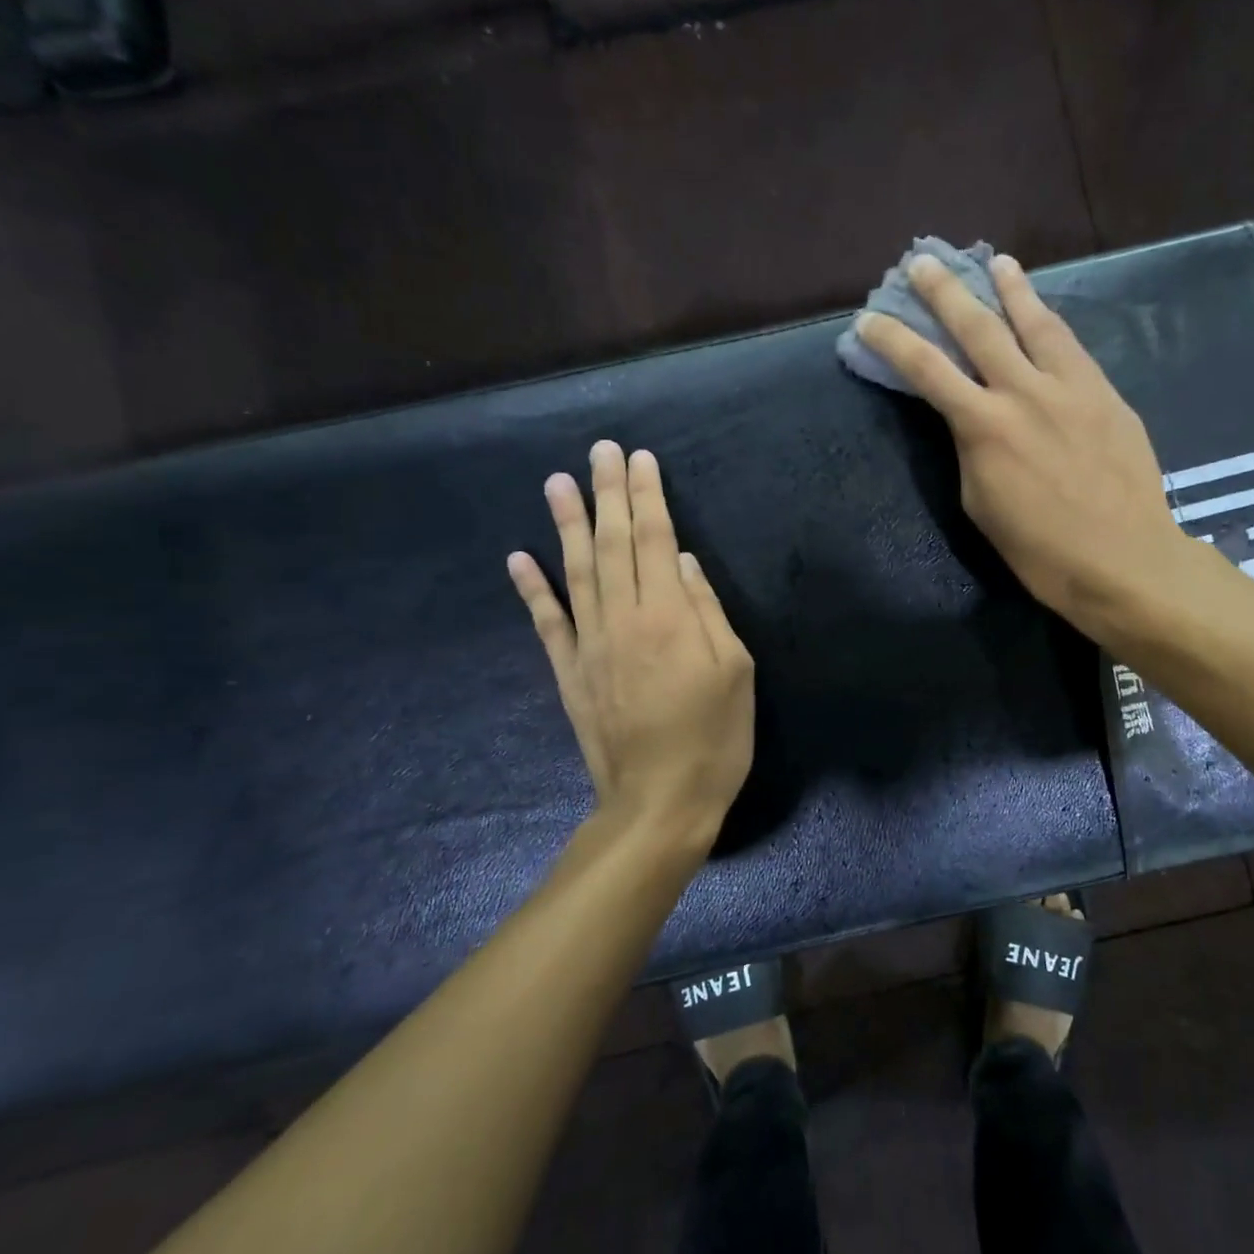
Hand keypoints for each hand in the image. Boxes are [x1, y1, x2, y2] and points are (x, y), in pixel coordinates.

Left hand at [507, 442, 754, 857]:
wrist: (659, 804)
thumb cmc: (714, 738)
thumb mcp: (735, 671)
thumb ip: (707, 610)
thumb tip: (682, 561)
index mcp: (669, 617)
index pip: (653, 539)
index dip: (647, 496)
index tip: (640, 458)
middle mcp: (622, 620)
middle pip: (612, 544)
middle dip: (608, 493)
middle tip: (600, 449)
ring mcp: (589, 646)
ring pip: (575, 572)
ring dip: (566, 524)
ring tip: (556, 482)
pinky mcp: (570, 674)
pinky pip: (547, 623)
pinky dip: (531, 589)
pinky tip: (518, 557)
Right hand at [858, 254, 1210, 646]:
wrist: (1122, 559)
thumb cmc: (1039, 550)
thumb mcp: (981, 503)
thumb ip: (971, 449)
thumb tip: (972, 420)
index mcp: (984, 426)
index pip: (926, 369)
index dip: (893, 340)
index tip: (869, 318)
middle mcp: (1024, 391)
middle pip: (978, 327)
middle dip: (945, 292)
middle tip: (924, 262)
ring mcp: (1071, 386)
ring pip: (1036, 322)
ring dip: (1011, 289)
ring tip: (997, 262)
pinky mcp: (1106, 393)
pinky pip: (1072, 346)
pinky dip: (1051, 323)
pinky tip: (1045, 314)